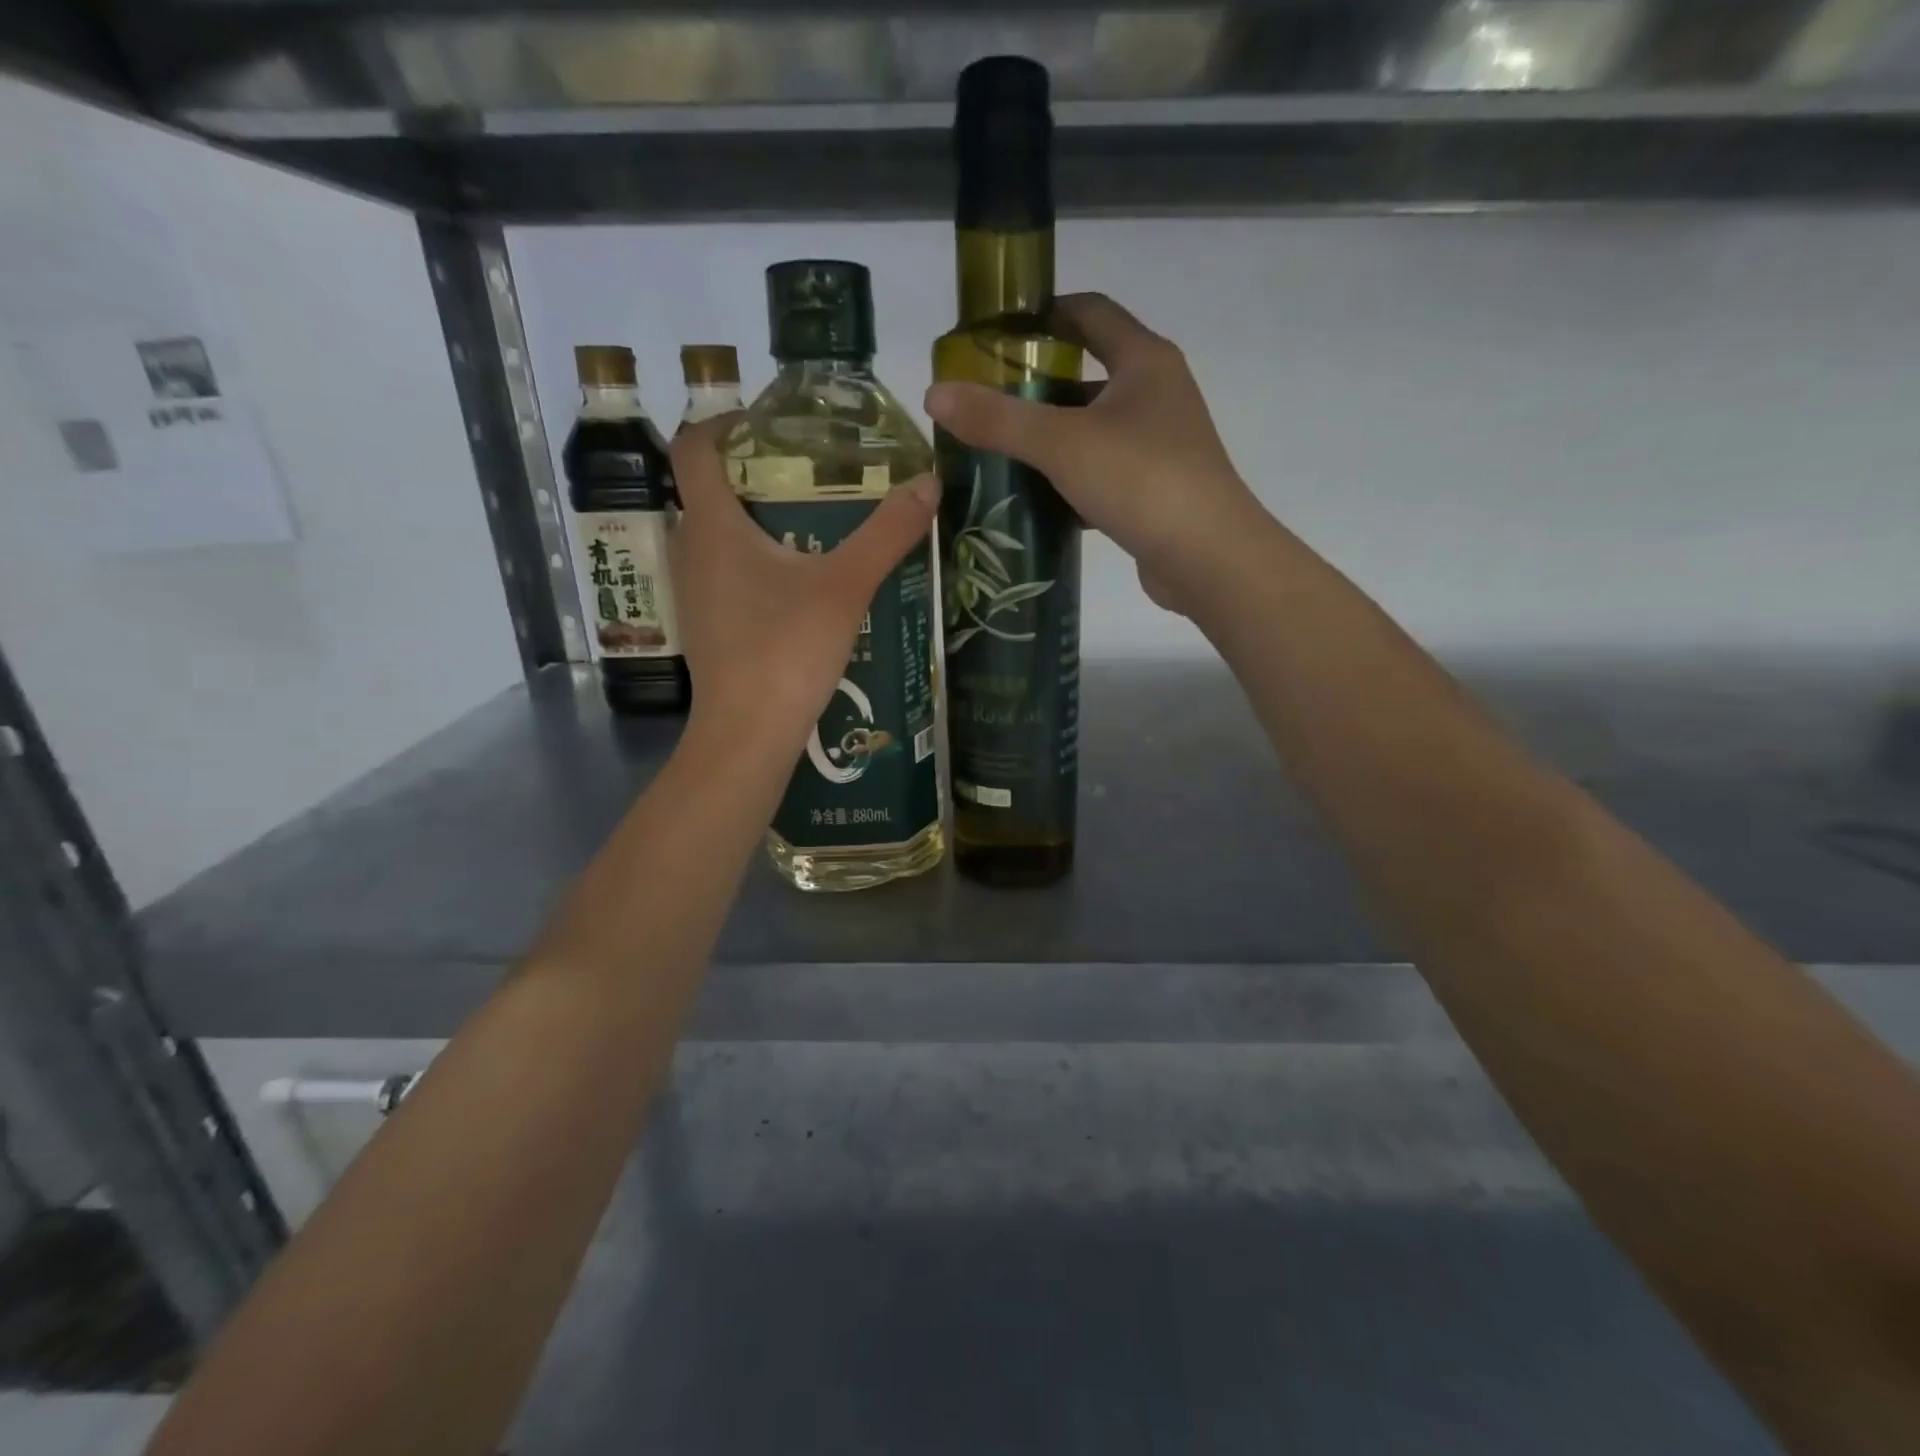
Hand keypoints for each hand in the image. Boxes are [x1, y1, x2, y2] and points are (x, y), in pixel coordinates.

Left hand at [667, 414, 939, 757]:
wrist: (749, 734)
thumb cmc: (787, 650)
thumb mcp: (846, 586)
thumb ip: (887, 534)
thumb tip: (929, 482)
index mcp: (712, 525)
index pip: (694, 446)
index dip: (725, 423)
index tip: (770, 424)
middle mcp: (690, 551)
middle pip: (710, 491)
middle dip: (755, 473)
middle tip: (811, 474)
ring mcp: (694, 593)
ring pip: (719, 536)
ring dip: (758, 522)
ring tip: (815, 524)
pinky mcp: (708, 626)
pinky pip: (725, 574)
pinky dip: (756, 562)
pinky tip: (801, 584)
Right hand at [924, 293, 1265, 615]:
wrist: (1207, 558)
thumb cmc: (1141, 480)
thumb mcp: (1062, 444)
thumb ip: (998, 419)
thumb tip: (934, 394)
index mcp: (1144, 361)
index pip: (1089, 312)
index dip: (1043, 313)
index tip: (995, 334)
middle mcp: (1157, 394)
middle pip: (1087, 375)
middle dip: (1035, 388)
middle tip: (984, 405)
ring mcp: (1159, 445)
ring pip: (1093, 431)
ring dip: (1050, 441)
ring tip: (999, 456)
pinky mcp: (1155, 490)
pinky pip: (1102, 473)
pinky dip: (1070, 482)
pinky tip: (1035, 502)